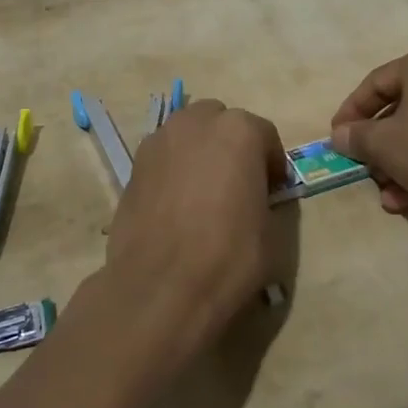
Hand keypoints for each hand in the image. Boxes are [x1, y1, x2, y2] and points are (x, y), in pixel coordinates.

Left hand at [104, 99, 288, 353]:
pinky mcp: (134, 163)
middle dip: (231, 145)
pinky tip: (176, 203)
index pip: (264, 135)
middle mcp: (197, 122)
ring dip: (200, 151)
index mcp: (239, 131)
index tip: (273, 190)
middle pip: (221, 122)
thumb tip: (255, 200)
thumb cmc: (228, 256)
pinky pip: (164, 155)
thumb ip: (266, 201)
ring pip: (188, 133)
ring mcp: (160, 139)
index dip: (271, 163)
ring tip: (203, 191)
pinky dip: (173, 168)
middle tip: (237, 183)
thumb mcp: (272, 232)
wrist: (161, 285)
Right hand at [329, 43, 407, 213]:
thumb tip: (339, 136)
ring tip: (386, 195)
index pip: (375, 83)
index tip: (336, 139)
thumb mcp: (384, 144)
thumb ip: (357, 137)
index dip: (350, 113)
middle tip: (363, 169)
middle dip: (378, 146)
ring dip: (399, 164)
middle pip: (400, 109)